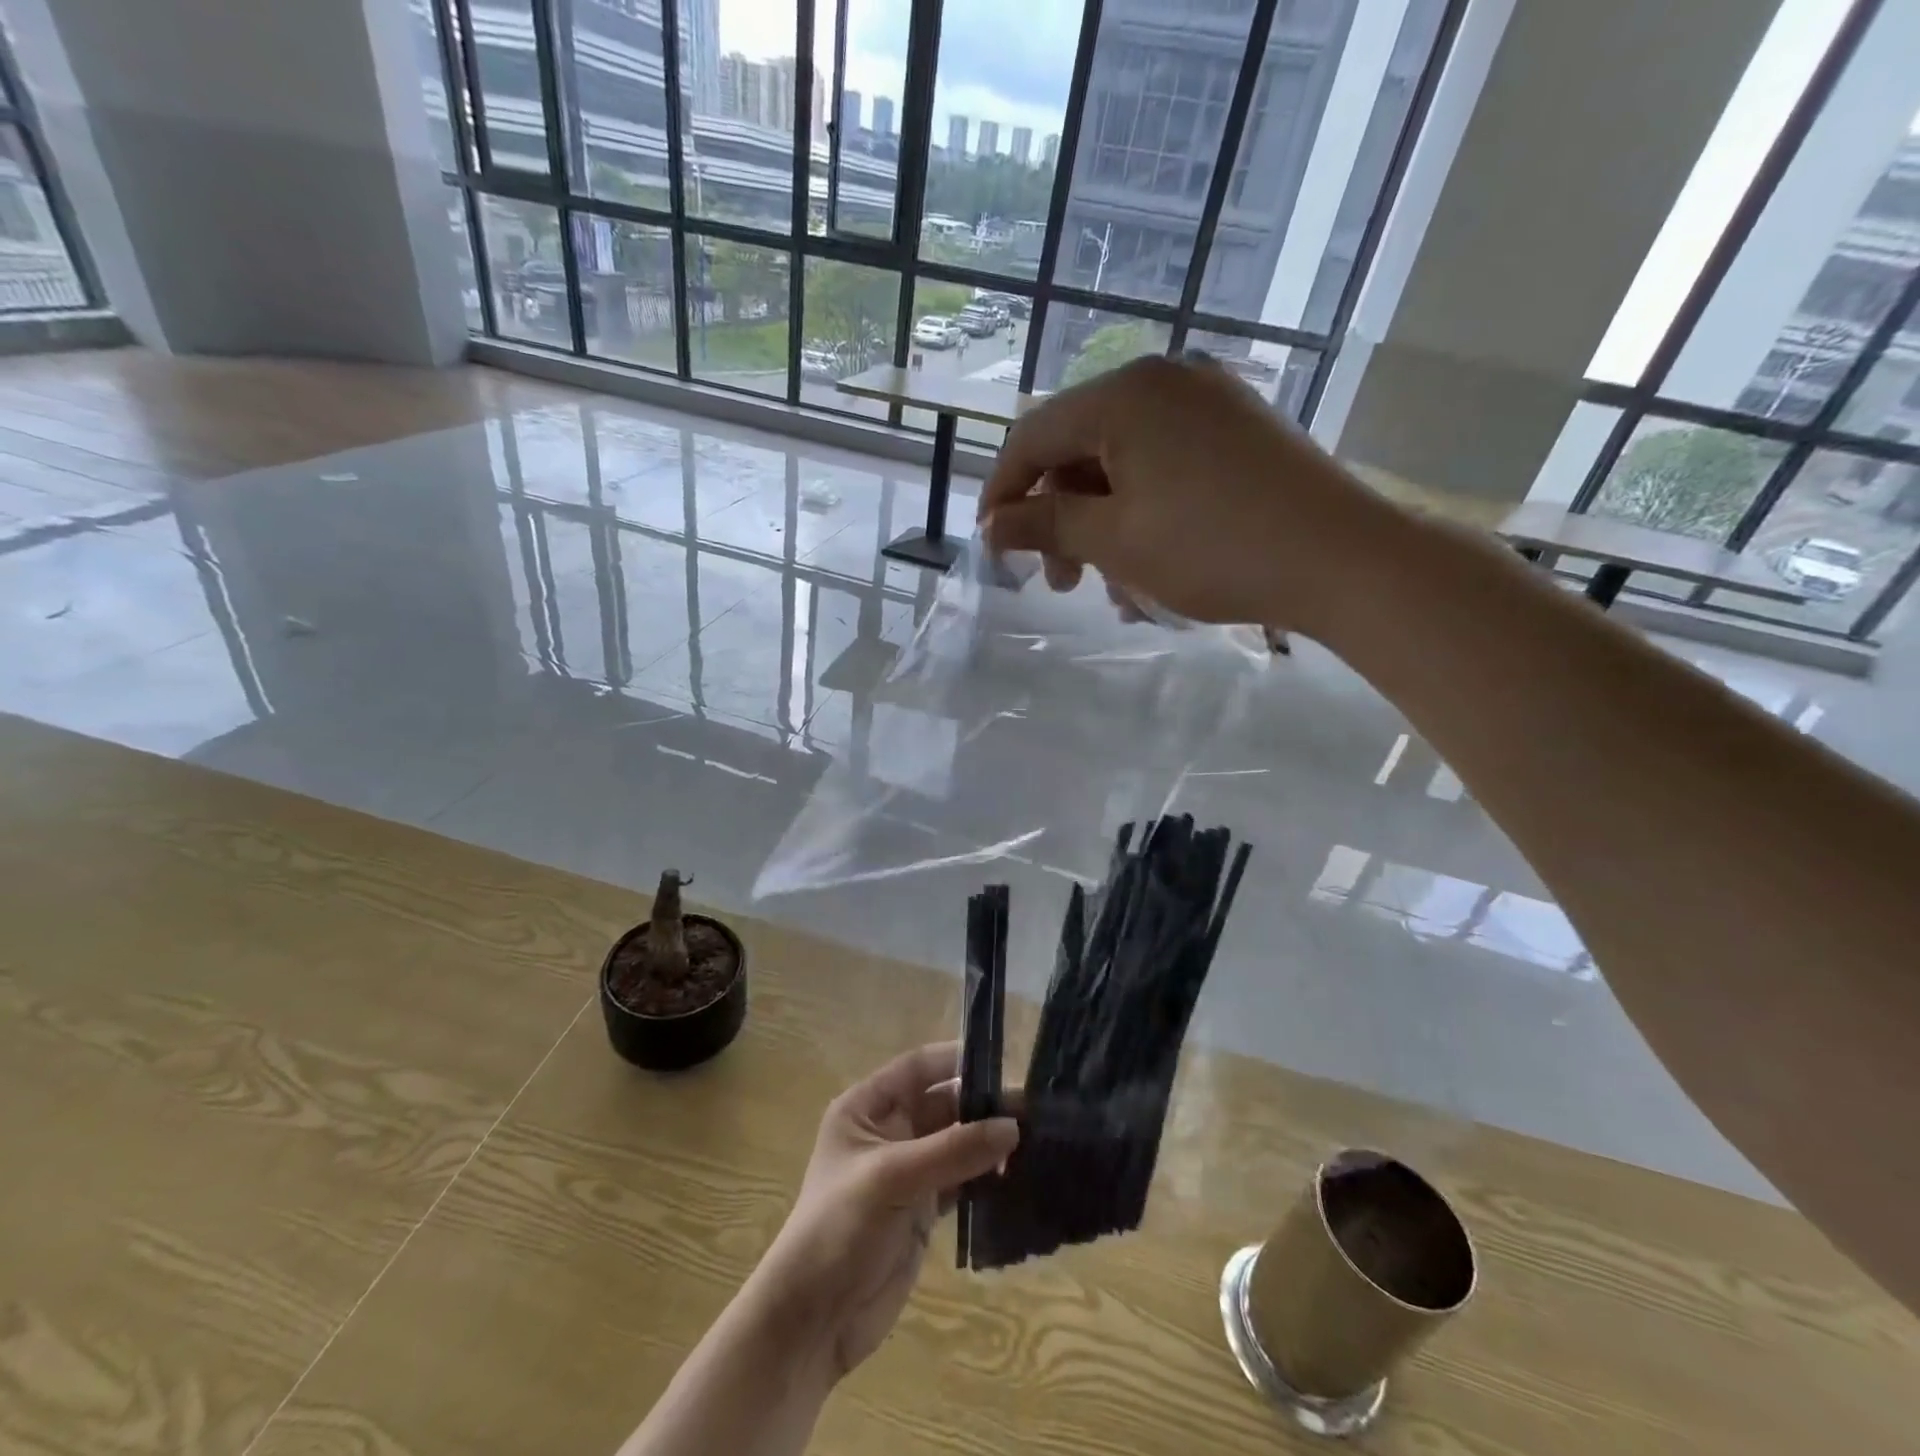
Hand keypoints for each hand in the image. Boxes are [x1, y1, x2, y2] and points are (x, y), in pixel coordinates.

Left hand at [750, 1043, 1018, 1380]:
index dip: (957, 1061)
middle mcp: (888, 1131)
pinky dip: (987, 1177)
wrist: (812, 1320)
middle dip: (983, 1105)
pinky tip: (1018, 1177)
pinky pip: (962, 1180)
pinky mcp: (922, 1209)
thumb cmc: (840, 1227)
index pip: (918, 1067)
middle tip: (1034, 1112)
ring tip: (1037, 1141)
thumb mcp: (892, 1177)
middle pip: (943, 1103)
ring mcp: (907, 1171)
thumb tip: (1012, 1126)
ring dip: (989, 1142)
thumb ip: (953, 1149)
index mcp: (866, 1108)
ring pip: (957, 1142)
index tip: (1005, 1063)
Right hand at [979, 354, 1381, 632]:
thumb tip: (992, 525)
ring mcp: (1208, 402)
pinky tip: (1151, 567)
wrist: (1341, 558)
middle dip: (1060, 521)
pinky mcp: (1238, 430)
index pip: (1034, 435)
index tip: (992, 545)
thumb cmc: (1212, 547)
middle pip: (1079, 450)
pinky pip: (1166, 468)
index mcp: (1126, 393)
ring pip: (1123, 465)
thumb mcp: (1114, 540)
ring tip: (1114, 592)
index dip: (1003, 492)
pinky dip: (1144, 514)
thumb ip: (1044, 525)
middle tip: (1061, 584)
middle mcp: (1165, 381)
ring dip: (1103, 528)